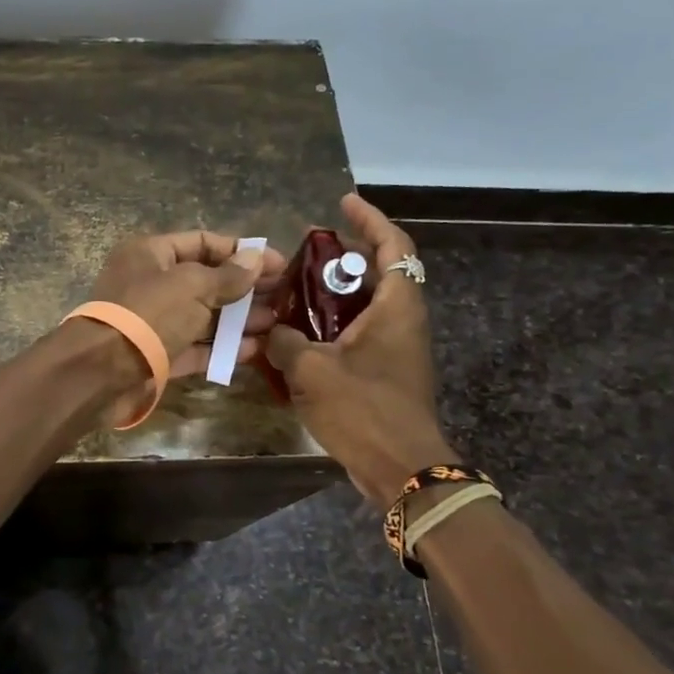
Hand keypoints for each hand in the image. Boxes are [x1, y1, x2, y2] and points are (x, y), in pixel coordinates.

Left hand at [84, 230, 285, 417]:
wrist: (102, 372)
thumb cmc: (148, 314)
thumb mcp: (192, 286)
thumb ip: (227, 275)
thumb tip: (256, 258)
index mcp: (150, 253)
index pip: (202, 242)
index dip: (241, 251)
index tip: (279, 264)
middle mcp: (150, 283)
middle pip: (205, 280)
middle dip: (244, 288)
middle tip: (285, 297)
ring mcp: (152, 321)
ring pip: (202, 315)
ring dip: (238, 319)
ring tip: (277, 323)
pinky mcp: (156, 355)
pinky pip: (194, 346)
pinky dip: (221, 347)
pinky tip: (254, 350)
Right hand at [265, 195, 458, 506]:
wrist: (402, 469)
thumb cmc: (363, 409)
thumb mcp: (311, 370)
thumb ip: (284, 340)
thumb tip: (269, 329)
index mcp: (396, 307)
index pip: (392, 246)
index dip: (369, 219)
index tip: (342, 203)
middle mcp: (403, 320)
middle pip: (378, 272)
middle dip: (341, 258)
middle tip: (302, 254)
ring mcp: (397, 348)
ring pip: (366, 305)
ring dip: (333, 293)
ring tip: (292, 292)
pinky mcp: (387, 372)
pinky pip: (359, 333)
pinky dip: (332, 325)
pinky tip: (297, 336)